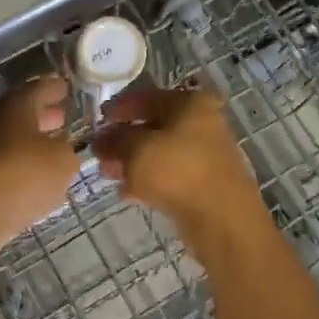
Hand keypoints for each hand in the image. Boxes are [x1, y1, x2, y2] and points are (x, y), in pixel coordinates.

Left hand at [0, 77, 81, 236]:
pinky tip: (36, 174)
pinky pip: (5, 162)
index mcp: (17, 106)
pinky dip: (21, 163)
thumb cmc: (26, 173)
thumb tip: (61, 150)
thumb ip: (66, 150)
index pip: (38, 89)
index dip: (53, 88)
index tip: (65, 88)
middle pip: (21, 113)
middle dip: (42, 114)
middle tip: (61, 117)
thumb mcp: (63, 160)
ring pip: (12, 138)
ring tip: (52, 148)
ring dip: (31, 140)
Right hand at [92, 86, 264, 236]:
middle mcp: (202, 123)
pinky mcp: (204, 182)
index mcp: (190, 103)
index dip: (118, 108)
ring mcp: (205, 154)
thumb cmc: (178, 171)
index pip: (146, 97)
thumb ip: (115, 140)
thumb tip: (101, 138)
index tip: (97, 120)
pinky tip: (127, 192)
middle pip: (153, 125)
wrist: (222, 220)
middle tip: (99, 153)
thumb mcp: (136, 150)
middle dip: (123, 139)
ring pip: (159, 152)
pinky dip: (148, 179)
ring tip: (108, 174)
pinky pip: (169, 174)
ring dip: (132, 161)